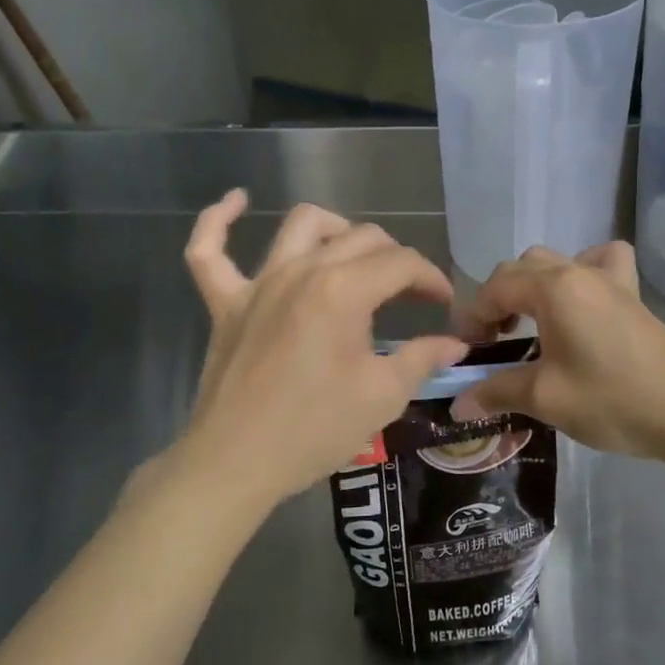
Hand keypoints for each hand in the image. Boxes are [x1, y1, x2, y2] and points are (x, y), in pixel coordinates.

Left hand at [178, 192, 466, 515]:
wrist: (237, 463)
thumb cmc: (315, 430)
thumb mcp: (383, 396)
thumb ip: (422, 358)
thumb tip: (455, 344)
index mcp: (344, 291)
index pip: (401, 263)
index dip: (431, 278)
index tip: (443, 304)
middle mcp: (301, 271)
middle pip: (360, 238)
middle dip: (395, 258)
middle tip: (410, 294)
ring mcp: (257, 283)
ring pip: (299, 226)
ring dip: (334, 228)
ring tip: (352, 251)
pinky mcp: (224, 302)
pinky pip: (208, 250)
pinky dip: (220, 221)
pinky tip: (237, 201)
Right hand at [449, 243, 664, 460]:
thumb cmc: (612, 401)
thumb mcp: (545, 398)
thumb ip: (496, 391)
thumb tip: (458, 404)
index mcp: (554, 288)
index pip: (496, 287)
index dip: (471, 316)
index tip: (462, 350)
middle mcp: (579, 272)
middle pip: (521, 269)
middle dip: (497, 299)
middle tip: (491, 341)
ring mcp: (610, 280)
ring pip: (556, 262)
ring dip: (531, 286)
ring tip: (527, 323)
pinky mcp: (632, 296)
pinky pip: (600, 263)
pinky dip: (581, 272)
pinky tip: (579, 302)